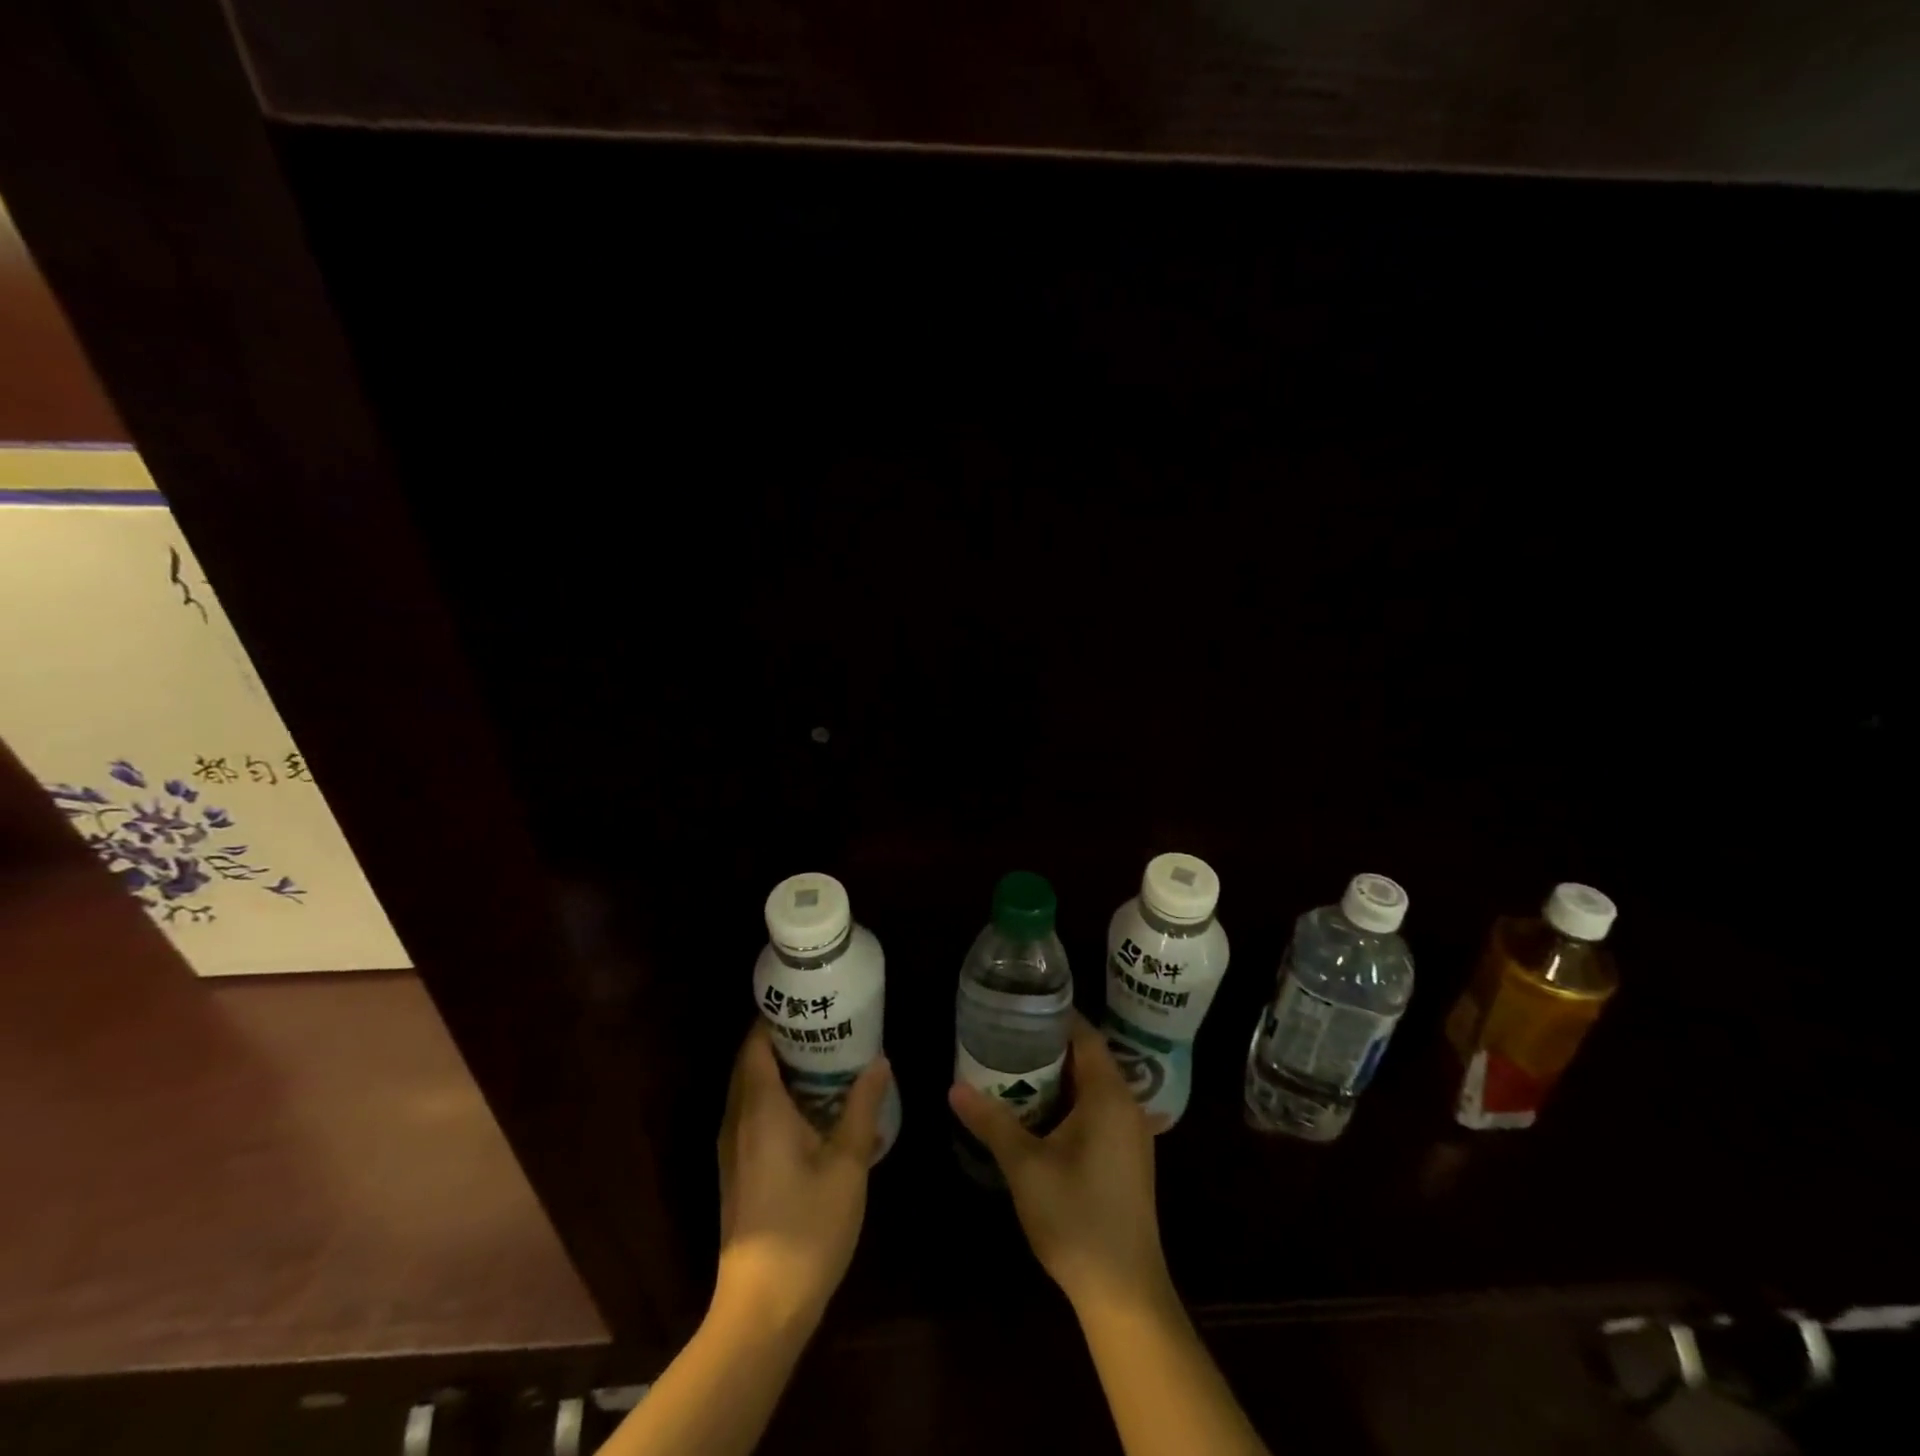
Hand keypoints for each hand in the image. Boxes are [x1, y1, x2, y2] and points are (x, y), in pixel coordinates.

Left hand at [715, 1023, 891, 1328]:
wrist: (762, 1307)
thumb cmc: (807, 1227)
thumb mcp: (847, 1163)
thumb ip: (862, 1107)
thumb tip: (879, 1061)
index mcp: (760, 1109)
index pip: (755, 1045)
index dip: (775, 1018)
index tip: (806, 1001)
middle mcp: (737, 1121)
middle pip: (749, 1063)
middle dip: (781, 1039)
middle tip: (824, 1023)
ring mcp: (732, 1148)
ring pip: (749, 1090)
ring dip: (778, 1069)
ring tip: (823, 1056)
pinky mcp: (736, 1170)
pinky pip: (751, 1114)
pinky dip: (774, 1096)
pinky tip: (810, 1106)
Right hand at [949, 1013, 1172, 1314]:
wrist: (1124, 1291)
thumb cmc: (1075, 1218)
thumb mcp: (1025, 1167)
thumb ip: (992, 1121)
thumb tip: (955, 1087)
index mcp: (1109, 1095)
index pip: (1085, 1035)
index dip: (1056, 1017)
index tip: (1021, 1006)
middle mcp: (1128, 1105)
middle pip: (1090, 1058)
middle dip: (1051, 1046)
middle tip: (1009, 1036)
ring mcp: (1132, 1133)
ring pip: (1095, 1086)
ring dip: (1062, 1075)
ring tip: (1017, 1067)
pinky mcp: (1129, 1157)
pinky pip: (1101, 1109)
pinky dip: (1073, 1100)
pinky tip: (1042, 1112)